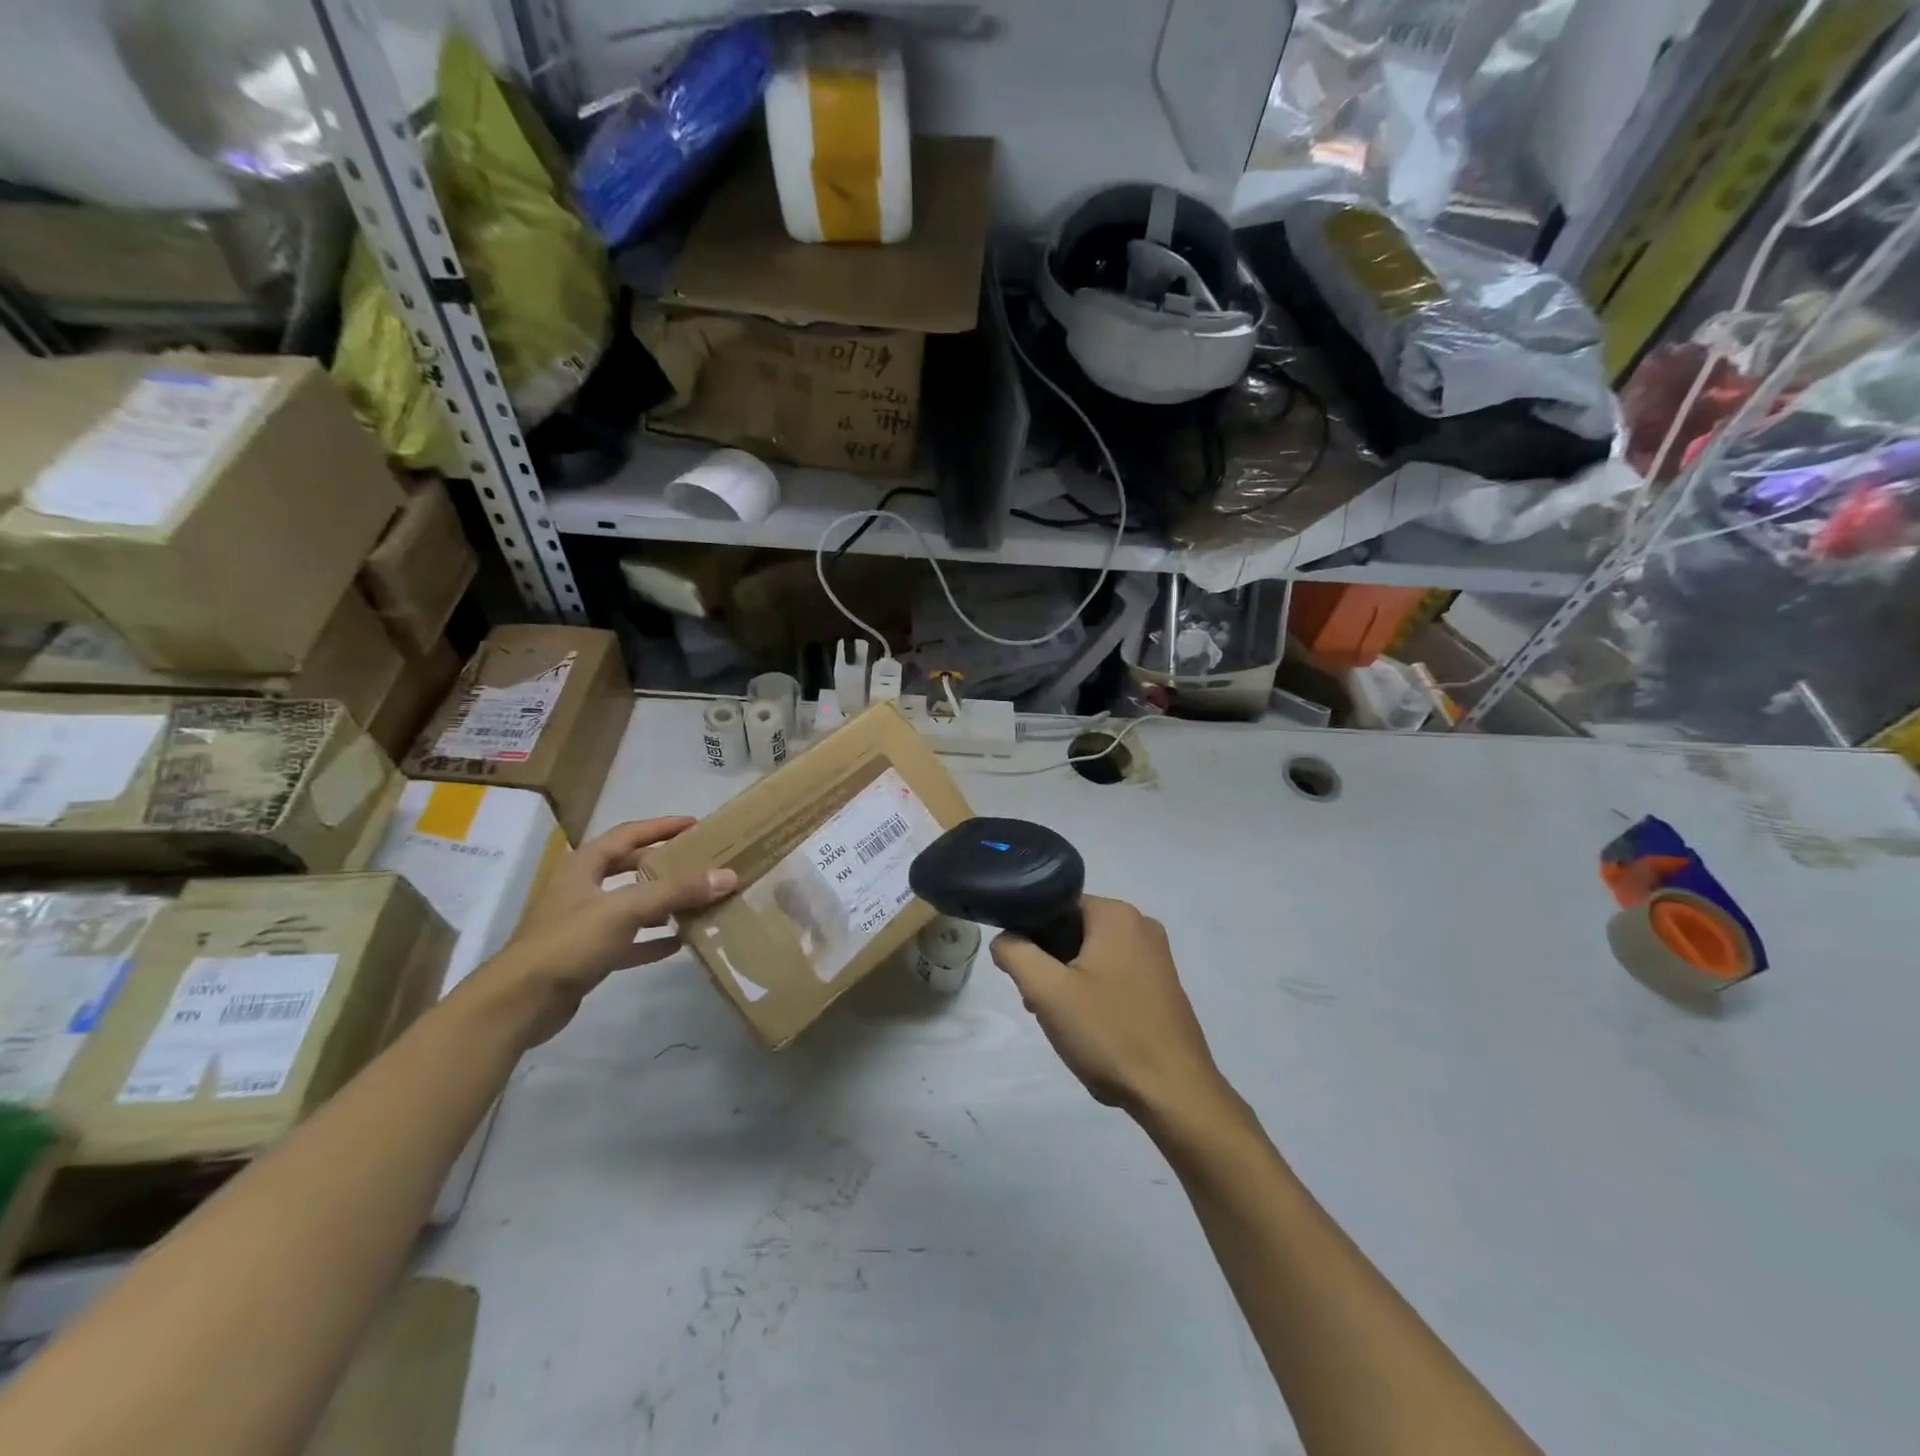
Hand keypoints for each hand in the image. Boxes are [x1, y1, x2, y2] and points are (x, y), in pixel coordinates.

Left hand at [490, 817, 736, 1043]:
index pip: (627, 834)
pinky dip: (652, 940)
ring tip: (697, 901)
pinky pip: (628, 941)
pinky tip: (680, 943)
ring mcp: (583, 925)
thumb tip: (728, 876)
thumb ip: (676, 891)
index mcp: (583, 866)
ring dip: (662, 903)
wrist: (519, 1003)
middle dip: (663, 864)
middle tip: (699, 862)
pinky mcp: (587, 957)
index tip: (695, 824)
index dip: (660, 827)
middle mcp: (582, 890)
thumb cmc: (569, 942)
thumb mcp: (625, 909)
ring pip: (631, 905)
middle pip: (629, 868)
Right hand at [991, 896, 1227, 1122]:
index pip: (1056, 906)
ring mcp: (1157, 956)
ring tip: (1064, 1022)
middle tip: (1040, 1003)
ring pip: (1092, 956)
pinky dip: (1095, 995)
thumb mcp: (1047, 991)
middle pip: (1073, 932)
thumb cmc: (1109, 1033)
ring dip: (1069, 984)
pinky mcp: (1163, 985)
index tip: (1026, 976)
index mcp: (1117, 914)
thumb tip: (1005, 939)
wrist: (1174, 1093)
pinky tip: (1090, 1030)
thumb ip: (1016, 953)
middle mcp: (1141, 925)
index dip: (1031, 937)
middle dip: (1050, 965)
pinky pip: (1115, 976)